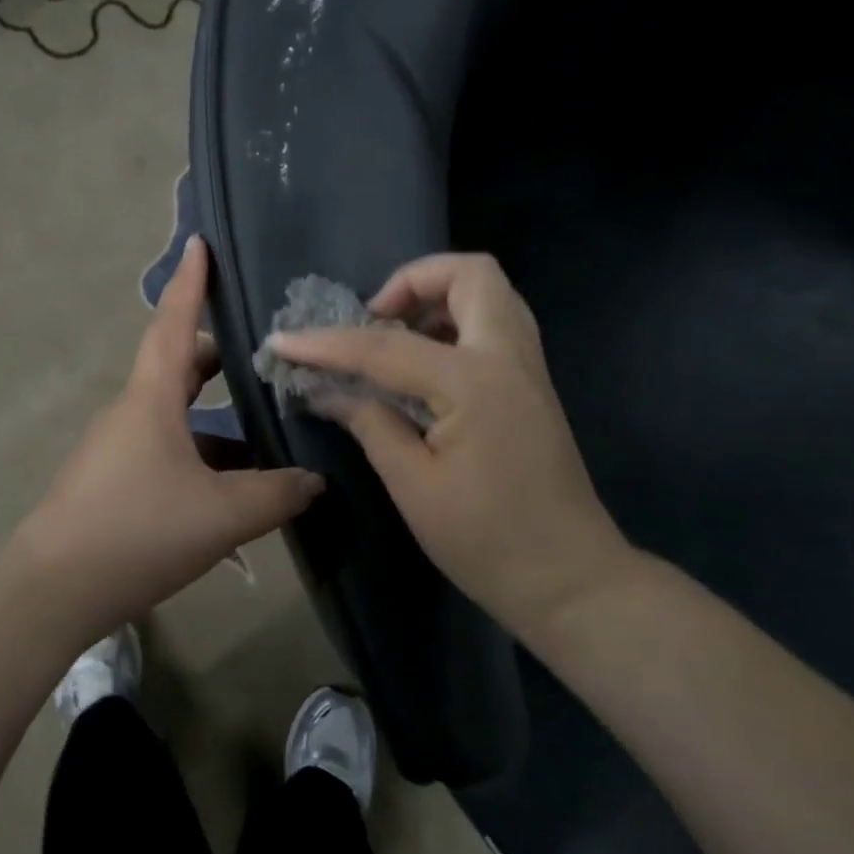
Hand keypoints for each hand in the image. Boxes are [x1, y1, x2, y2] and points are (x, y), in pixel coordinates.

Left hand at [11, 236, 323, 639]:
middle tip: (259, 353)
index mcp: (150, 399)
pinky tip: (229, 487)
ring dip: (213, 415)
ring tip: (262, 429)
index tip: (199, 242)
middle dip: (215, 355)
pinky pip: (163, 449)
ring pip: (173, 414)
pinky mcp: (110, 481)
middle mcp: (129, 412)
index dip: (190, 282)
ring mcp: (115, 448)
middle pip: (175, 366)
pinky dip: (198, 452)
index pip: (172, 323)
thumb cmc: (138, 531)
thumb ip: (277, 493)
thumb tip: (315, 480)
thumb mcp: (223, 514)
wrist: (53, 590)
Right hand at [265, 253, 632, 632]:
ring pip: (488, 292)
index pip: (385, 347)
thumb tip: (324, 391)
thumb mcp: (413, 485)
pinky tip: (424, 363)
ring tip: (394, 338)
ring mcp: (528, 367)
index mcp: (473, 383)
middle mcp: (508, 357)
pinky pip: (495, 323)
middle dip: (411, 281)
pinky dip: (456, 321)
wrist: (570, 579)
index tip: (282, 341)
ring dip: (437, 297)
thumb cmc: (487, 540)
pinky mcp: (532, 384)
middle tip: (373, 320)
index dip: (326, 344)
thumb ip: (369, 423)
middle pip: (470, 274)